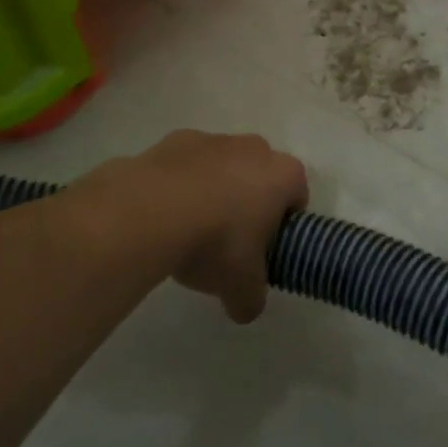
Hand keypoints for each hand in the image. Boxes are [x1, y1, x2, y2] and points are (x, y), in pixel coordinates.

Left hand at [98, 130, 308, 322]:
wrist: (151, 211)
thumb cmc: (216, 242)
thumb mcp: (241, 287)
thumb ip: (252, 298)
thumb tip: (246, 307)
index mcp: (283, 175)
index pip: (297, 197)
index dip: (283, 225)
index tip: (263, 250)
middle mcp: (254, 148)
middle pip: (260, 176)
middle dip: (249, 203)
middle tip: (228, 242)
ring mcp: (214, 139)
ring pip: (223, 166)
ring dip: (213, 190)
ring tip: (188, 230)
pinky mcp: (176, 139)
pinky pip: (187, 164)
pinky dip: (180, 184)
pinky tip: (162, 214)